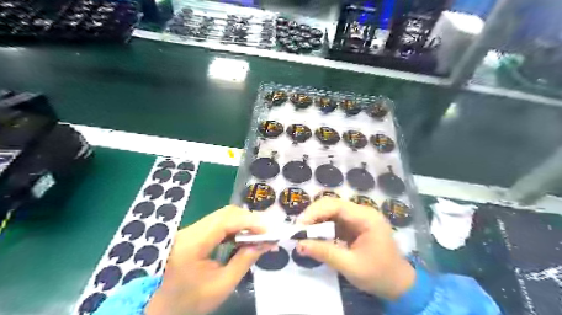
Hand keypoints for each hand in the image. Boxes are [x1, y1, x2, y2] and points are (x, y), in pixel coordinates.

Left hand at [145, 206, 270, 314]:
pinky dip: (233, 227)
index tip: (268, 232)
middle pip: (225, 213)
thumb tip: (263, 243)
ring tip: (257, 236)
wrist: (158, 308)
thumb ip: (244, 261)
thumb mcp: (221, 286)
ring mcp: (190, 230)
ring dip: (242, 223)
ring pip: (222, 216)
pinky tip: (242, 237)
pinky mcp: (192, 233)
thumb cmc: (189, 302)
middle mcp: (190, 230)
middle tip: (265, 234)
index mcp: (192, 244)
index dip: (249, 222)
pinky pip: (217, 223)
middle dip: (248, 220)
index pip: (225, 221)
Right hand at [295, 197, 413, 300]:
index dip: (314, 212)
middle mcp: (362, 212)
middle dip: (313, 216)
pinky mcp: (355, 225)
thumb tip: (299, 245)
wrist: (399, 285)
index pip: (336, 205)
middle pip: (332, 205)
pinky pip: (335, 221)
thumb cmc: (378, 275)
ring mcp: (359, 218)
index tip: (299, 226)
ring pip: (331, 211)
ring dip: (316, 221)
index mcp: (366, 217)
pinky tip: (315, 235)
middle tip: (298, 230)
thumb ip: (324, 252)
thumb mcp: (350, 266)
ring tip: (303, 233)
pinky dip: (323, 227)